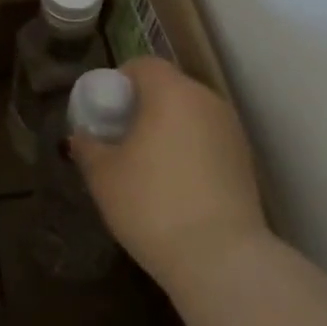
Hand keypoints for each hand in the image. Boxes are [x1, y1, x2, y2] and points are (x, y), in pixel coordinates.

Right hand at [69, 57, 267, 287]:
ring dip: (167, 130)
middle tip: (120, 139)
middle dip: (143, 107)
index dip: (119, 82)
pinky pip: (207, 141)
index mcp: (171, 91)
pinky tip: (175, 186)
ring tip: (146, 166)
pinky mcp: (245, 162)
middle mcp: (206, 100)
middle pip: (169, 88)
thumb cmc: (152, 204)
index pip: (143, 65)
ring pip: (190, 116)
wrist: (221, 260)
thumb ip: (88, 147)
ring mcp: (231, 131)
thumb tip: (81, 136)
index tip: (105, 113)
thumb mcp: (103, 175)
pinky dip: (189, 151)